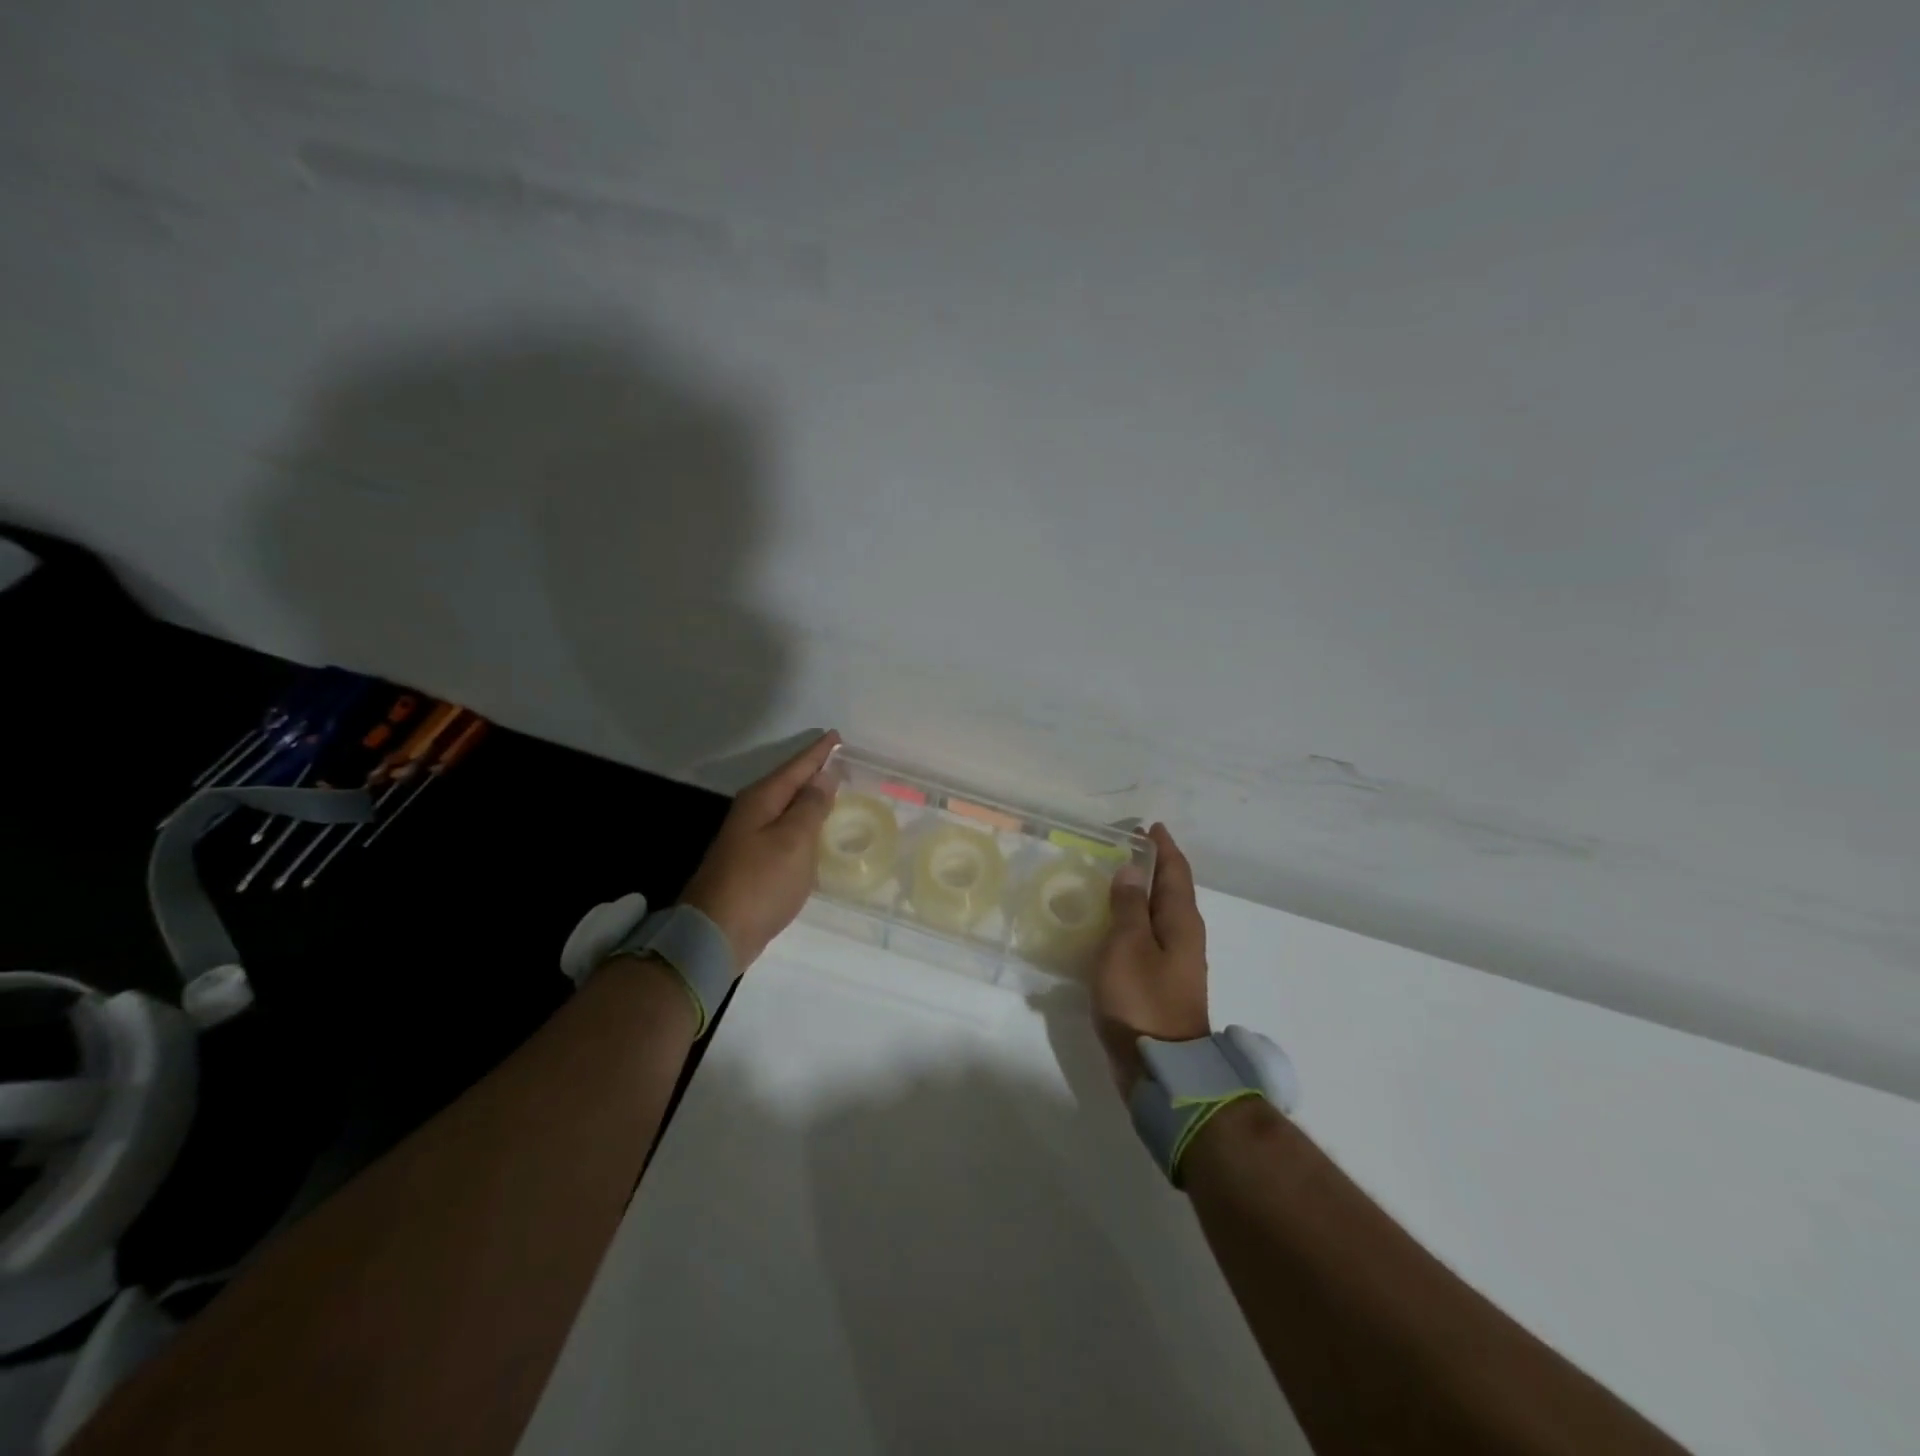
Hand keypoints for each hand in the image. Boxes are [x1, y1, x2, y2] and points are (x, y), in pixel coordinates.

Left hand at [679, 732, 840, 972]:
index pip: (796, 767)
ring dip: (808, 799)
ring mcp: (749, 839)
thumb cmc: (760, 882)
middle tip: (840, 761)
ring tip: (833, 791)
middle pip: (788, 784)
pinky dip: (802, 825)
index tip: (836, 735)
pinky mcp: (752, 863)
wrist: (716, 933)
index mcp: (762, 800)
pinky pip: (784, 832)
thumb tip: (823, 777)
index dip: (818, 753)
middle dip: (813, 772)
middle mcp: (752, 813)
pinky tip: (814, 832)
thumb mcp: (794, 840)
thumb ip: (811, 807)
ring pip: (785, 808)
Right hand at [1090, 823, 1210, 1093]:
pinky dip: (1131, 922)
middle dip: (1150, 866)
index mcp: (1181, 922)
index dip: (1163, 847)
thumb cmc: (1142, 1000)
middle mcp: (1184, 937)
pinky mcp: (1159, 983)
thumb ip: (1129, 906)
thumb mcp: (1128, 945)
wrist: (1161, 1068)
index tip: (1147, 826)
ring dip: (1139, 894)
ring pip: (1157, 915)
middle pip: (1170, 891)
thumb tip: (1133, 870)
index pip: (1176, 872)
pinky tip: (1108, 926)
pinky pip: (1146, 938)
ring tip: (1110, 881)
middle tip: (1120, 848)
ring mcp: (1173, 962)